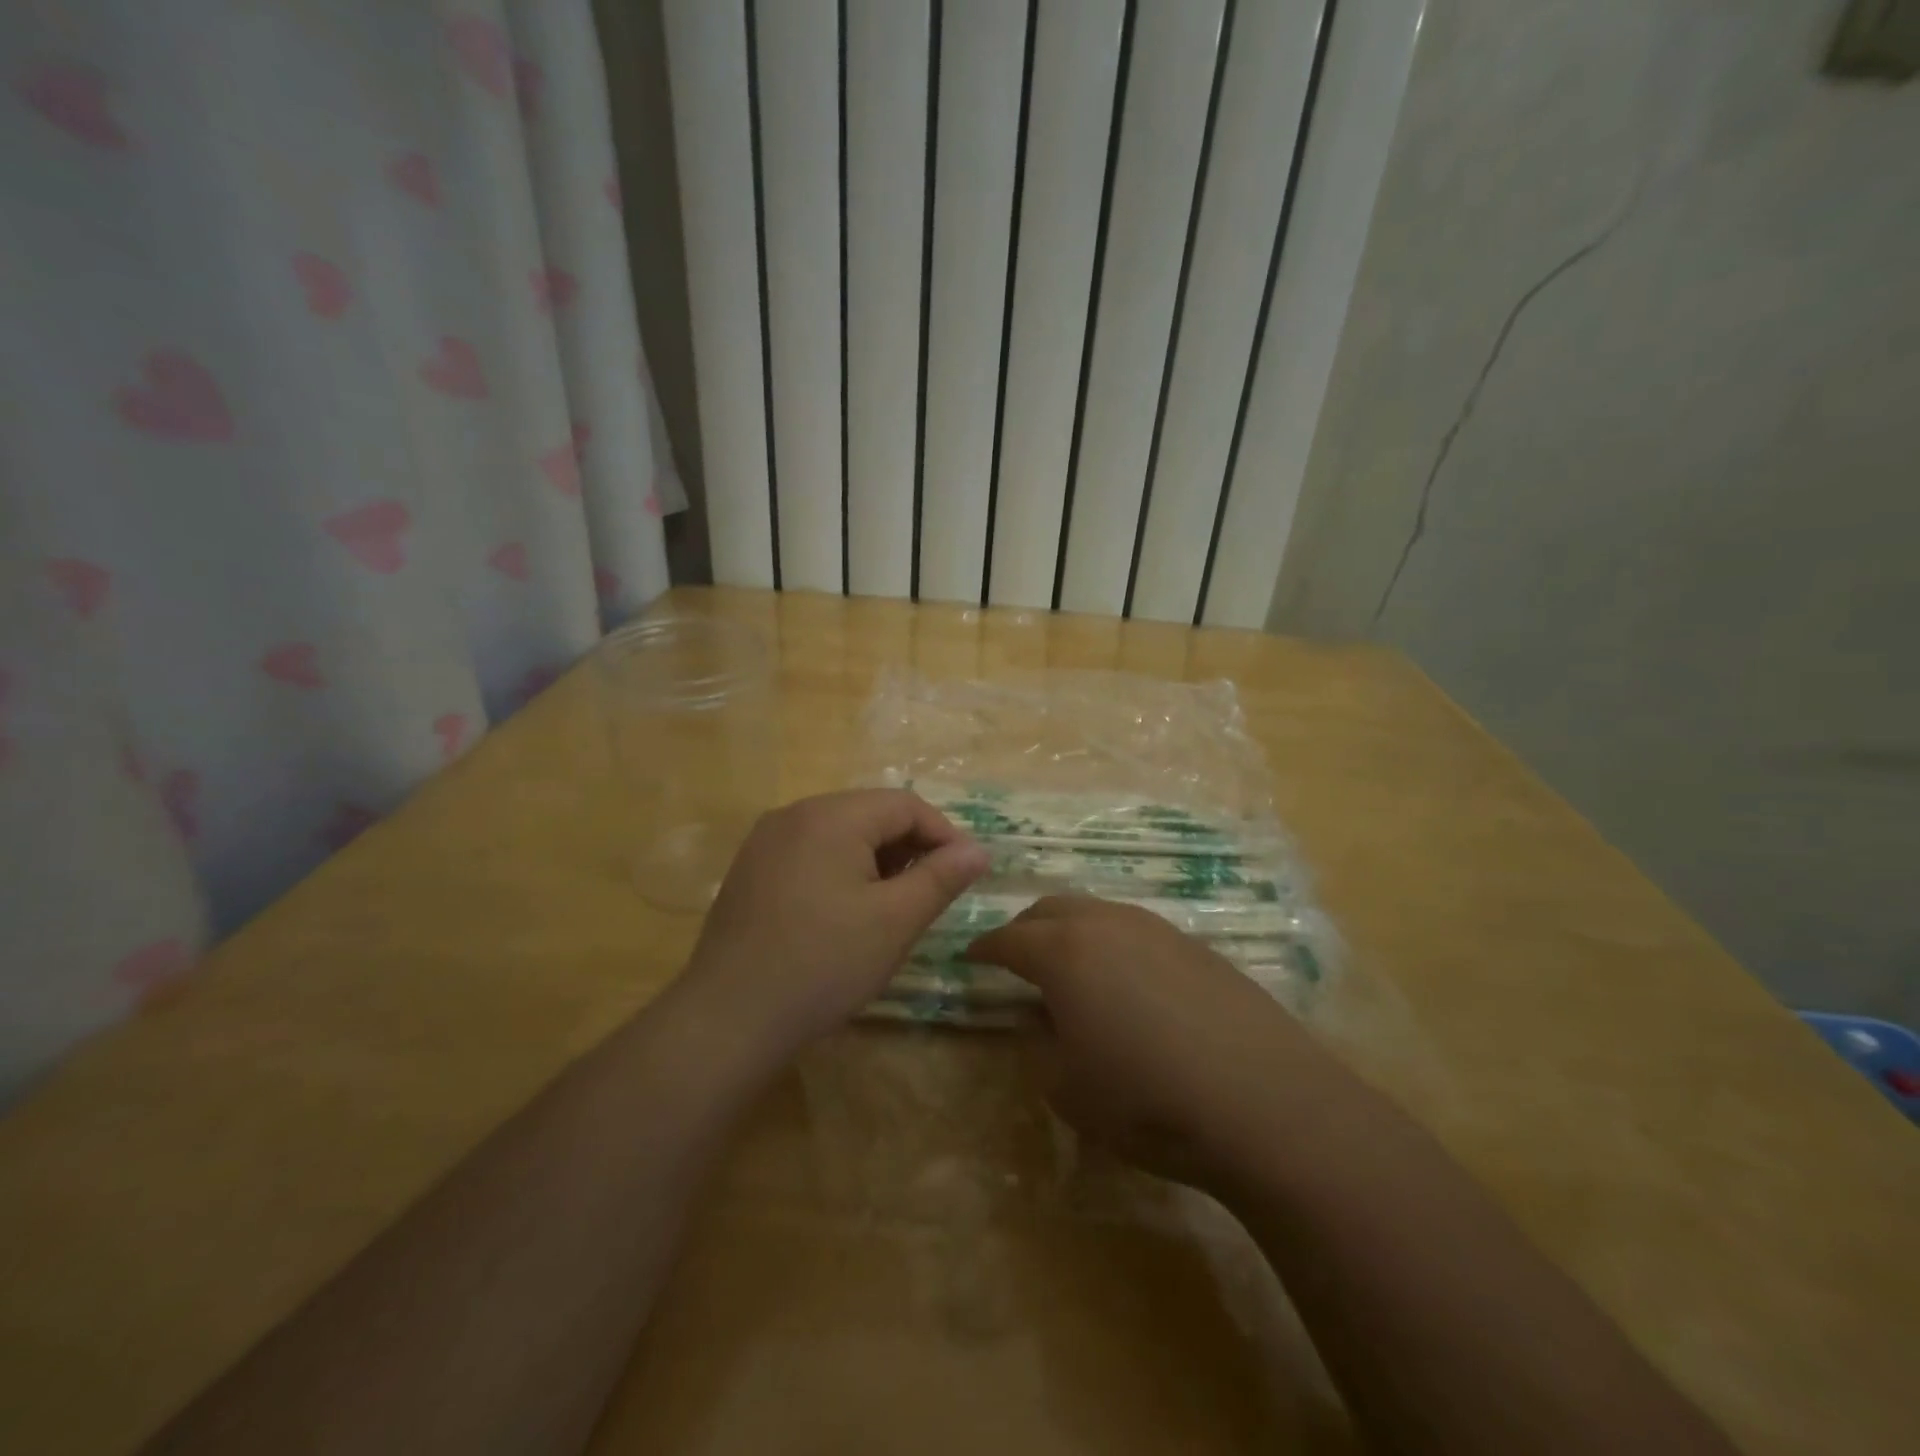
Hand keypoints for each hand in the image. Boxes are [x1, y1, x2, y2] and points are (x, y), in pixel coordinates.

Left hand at [678, 790, 990, 1058]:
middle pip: (870, 814)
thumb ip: (941, 878)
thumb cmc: (823, 964)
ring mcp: (765, 841)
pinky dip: (841, 871)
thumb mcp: (895, 921)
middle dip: (909, 848)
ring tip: (892, 907)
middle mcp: (794, 814)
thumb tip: (978, 849)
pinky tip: (846, 914)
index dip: (943, 835)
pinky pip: (811, 853)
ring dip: (876, 861)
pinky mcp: (750, 870)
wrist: (728, 1020)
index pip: (905, 805)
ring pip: (840, 834)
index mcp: (831, 816)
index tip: (964, 875)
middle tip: (929, 895)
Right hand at [966, 895, 1331, 1191]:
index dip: (984, 949)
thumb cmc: (1147, 1099)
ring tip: (1071, 967)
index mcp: (1064, 952)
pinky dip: (1114, 945)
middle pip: (1051, 909)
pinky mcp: (1197, 946)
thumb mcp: (1068, 1088)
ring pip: (1097, 913)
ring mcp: (1157, 929)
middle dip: (1025, 929)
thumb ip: (1040, 1045)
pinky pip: (1137, 931)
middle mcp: (1107, 924)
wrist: (1263, 1102)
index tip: (970, 958)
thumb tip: (1043, 1020)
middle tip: (1016, 958)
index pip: (1008, 939)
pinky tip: (1129, 983)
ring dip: (1072, 931)